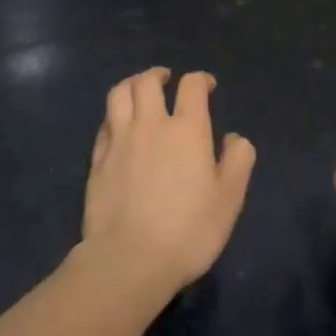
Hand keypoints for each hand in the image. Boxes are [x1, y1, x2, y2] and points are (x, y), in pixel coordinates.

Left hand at [81, 67, 255, 299]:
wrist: (129, 261)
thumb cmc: (188, 230)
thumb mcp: (229, 198)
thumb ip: (237, 161)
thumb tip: (233, 138)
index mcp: (187, 129)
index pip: (192, 86)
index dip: (200, 79)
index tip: (207, 86)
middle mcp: (151, 125)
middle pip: (148, 82)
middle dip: (159, 74)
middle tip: (167, 80)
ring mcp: (119, 141)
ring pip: (119, 94)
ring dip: (131, 85)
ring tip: (139, 91)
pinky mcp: (97, 161)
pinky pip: (104, 124)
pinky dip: (114, 116)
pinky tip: (119, 126)